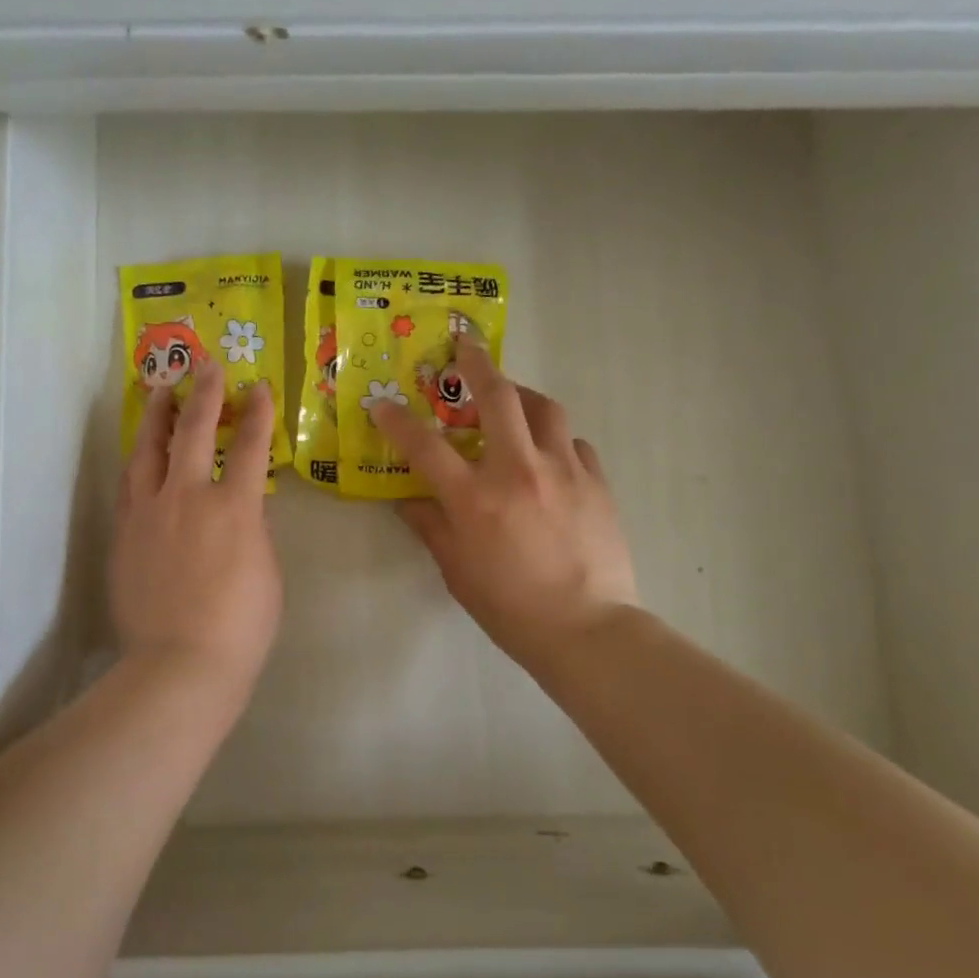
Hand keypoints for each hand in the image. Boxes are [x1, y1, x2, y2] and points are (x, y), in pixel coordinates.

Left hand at [111, 361, 282, 693]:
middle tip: (206, 367)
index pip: (248, 445)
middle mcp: (187, 497)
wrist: (180, 665)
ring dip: (157, 416)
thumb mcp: (267, 571)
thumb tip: (240, 509)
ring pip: (148, 449)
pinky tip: (140, 453)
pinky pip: (130, 484)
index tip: (258, 387)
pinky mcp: (124, 533)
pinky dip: (139, 460)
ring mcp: (149, 513)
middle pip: (192, 431)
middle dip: (203, 394)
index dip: (256, 412)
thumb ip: (252, 530)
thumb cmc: (240, 626)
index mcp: (233, 507)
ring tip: (160, 392)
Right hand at [372, 340, 638, 681]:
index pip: (425, 446)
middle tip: (465, 347)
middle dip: (477, 364)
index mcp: (475, 498)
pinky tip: (550, 455)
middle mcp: (518, 471)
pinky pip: (575, 443)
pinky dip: (556, 440)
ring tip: (511, 399)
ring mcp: (563, 471)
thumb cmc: (510, 607)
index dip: (397, 420)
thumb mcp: (456, 571)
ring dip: (522, 395)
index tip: (381, 403)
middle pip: (497, 397)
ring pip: (545, 408)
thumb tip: (409, 503)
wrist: (587, 630)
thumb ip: (431, 528)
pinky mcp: (597, 482)